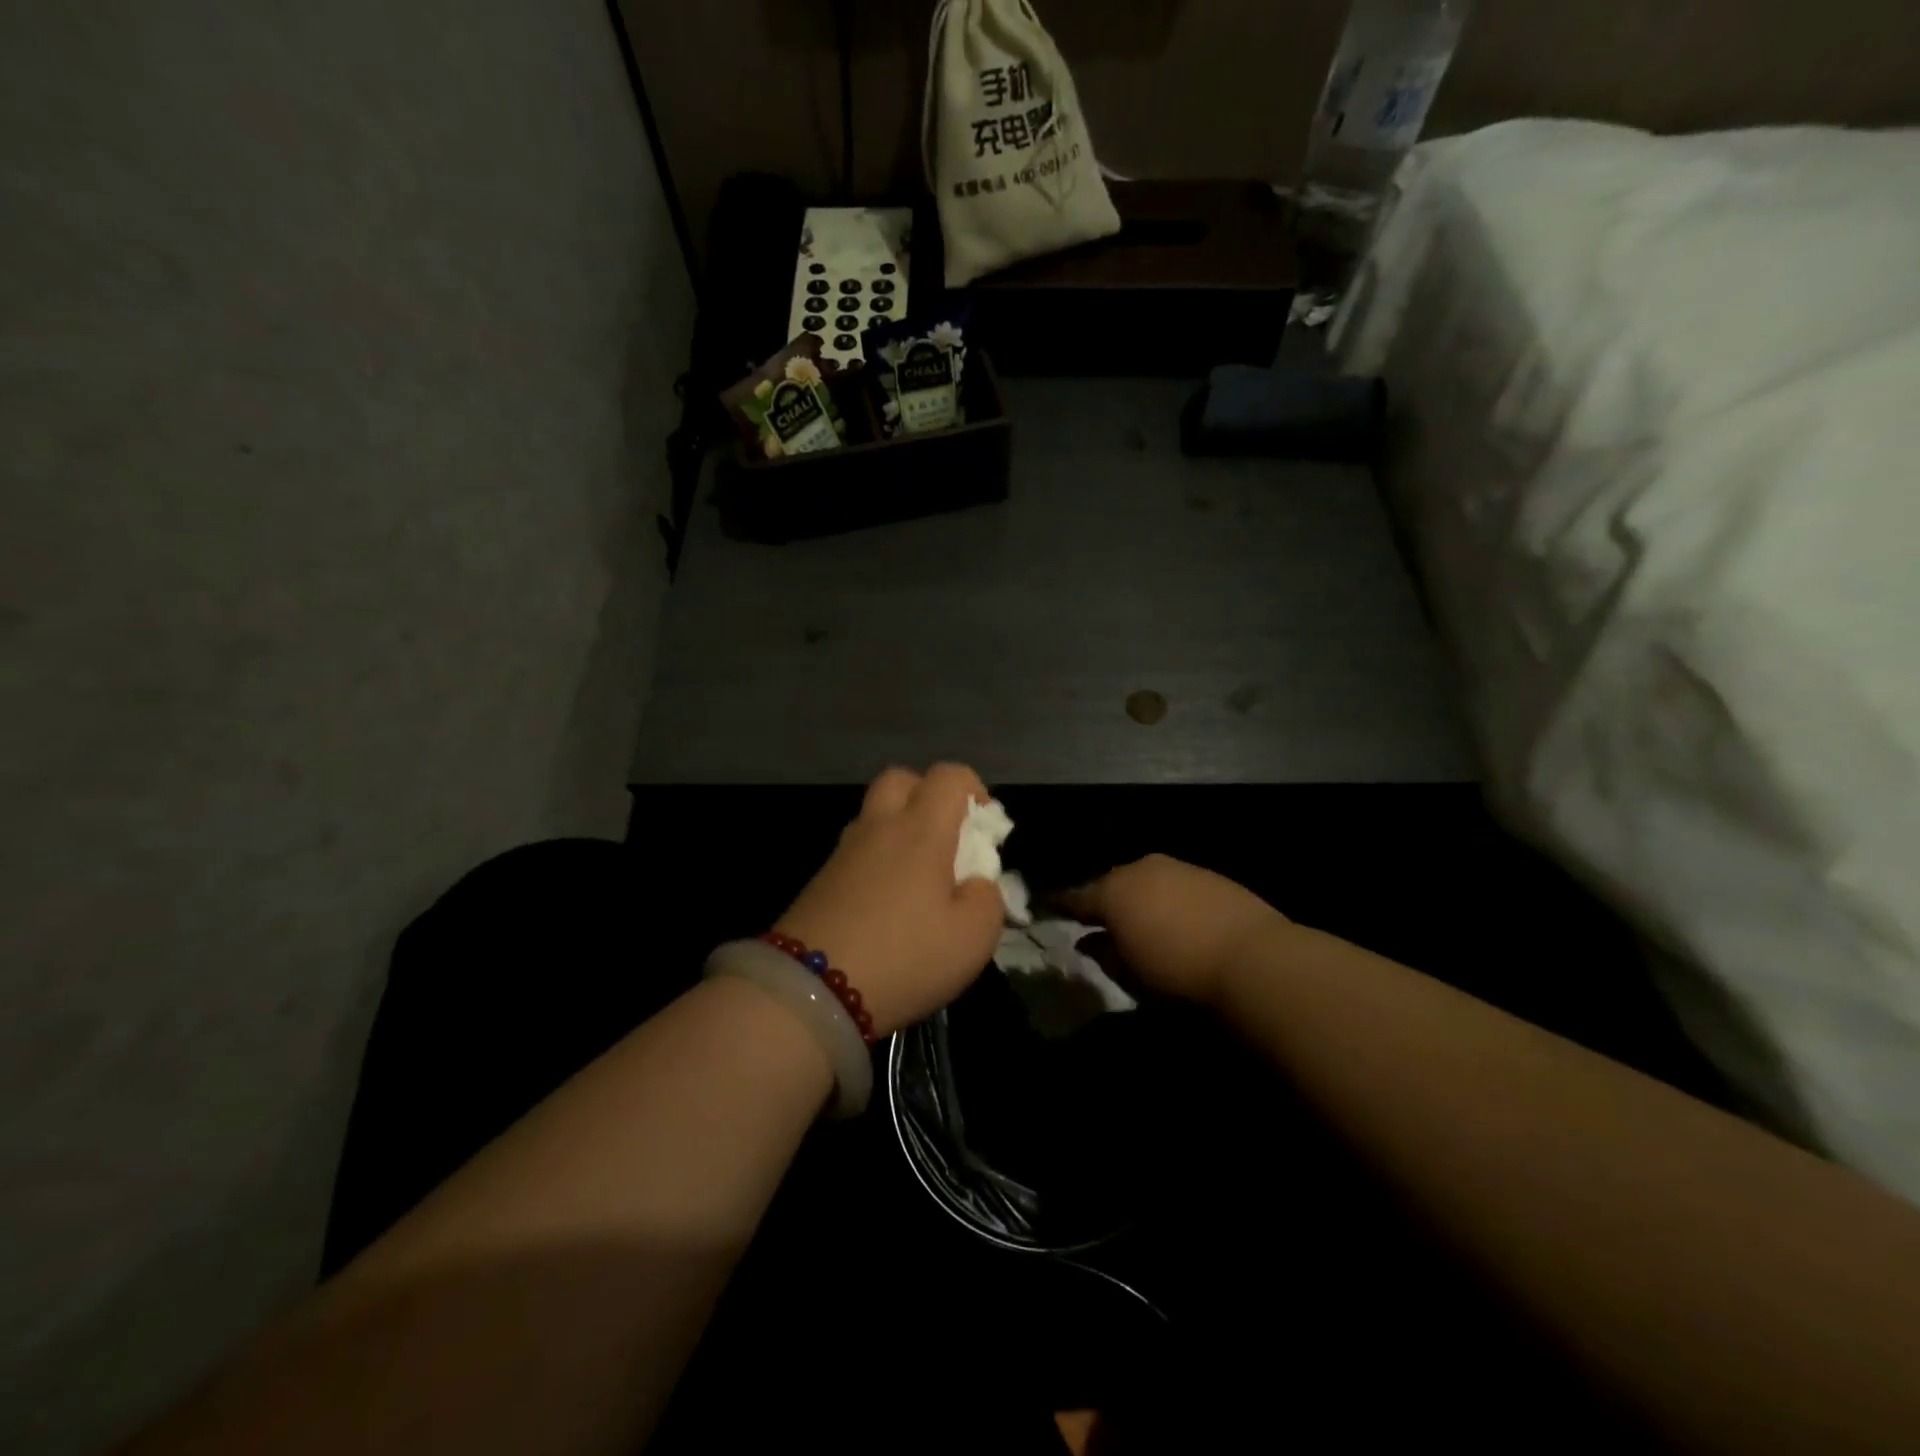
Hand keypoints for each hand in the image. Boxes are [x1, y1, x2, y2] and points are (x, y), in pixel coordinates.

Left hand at [775, 764, 1005, 1036]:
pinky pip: (856, 849)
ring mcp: (844, 852)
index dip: (974, 789)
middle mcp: (879, 827)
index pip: (948, 775)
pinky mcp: (821, 880)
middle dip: (928, 796)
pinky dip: (877, 859)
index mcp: (921, 830)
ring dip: (900, 828)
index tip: (984, 831)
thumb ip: (988, 899)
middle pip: (901, 779)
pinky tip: (888, 903)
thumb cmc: (904, 957)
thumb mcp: (973, 938)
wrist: (812, 990)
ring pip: (874, 814)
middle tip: (946, 840)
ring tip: (919, 877)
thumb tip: (978, 883)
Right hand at [1060, 855, 1289, 1008]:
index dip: (1059, 903)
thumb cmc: (1178, 974)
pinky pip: (1174, 883)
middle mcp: (1140, 869)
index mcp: (1112, 892)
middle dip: (1103, 899)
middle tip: (1098, 920)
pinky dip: (1167, 897)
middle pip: (1111, 882)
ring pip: (1145, 879)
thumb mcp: (1130, 975)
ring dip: (1138, 897)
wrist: (1253, 959)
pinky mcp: (1209, 874)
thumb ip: (1104, 953)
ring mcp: (1177, 867)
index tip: (1044, 906)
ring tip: (1139, 919)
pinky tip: (1176, 917)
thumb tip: (1087, 941)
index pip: (1075, 896)